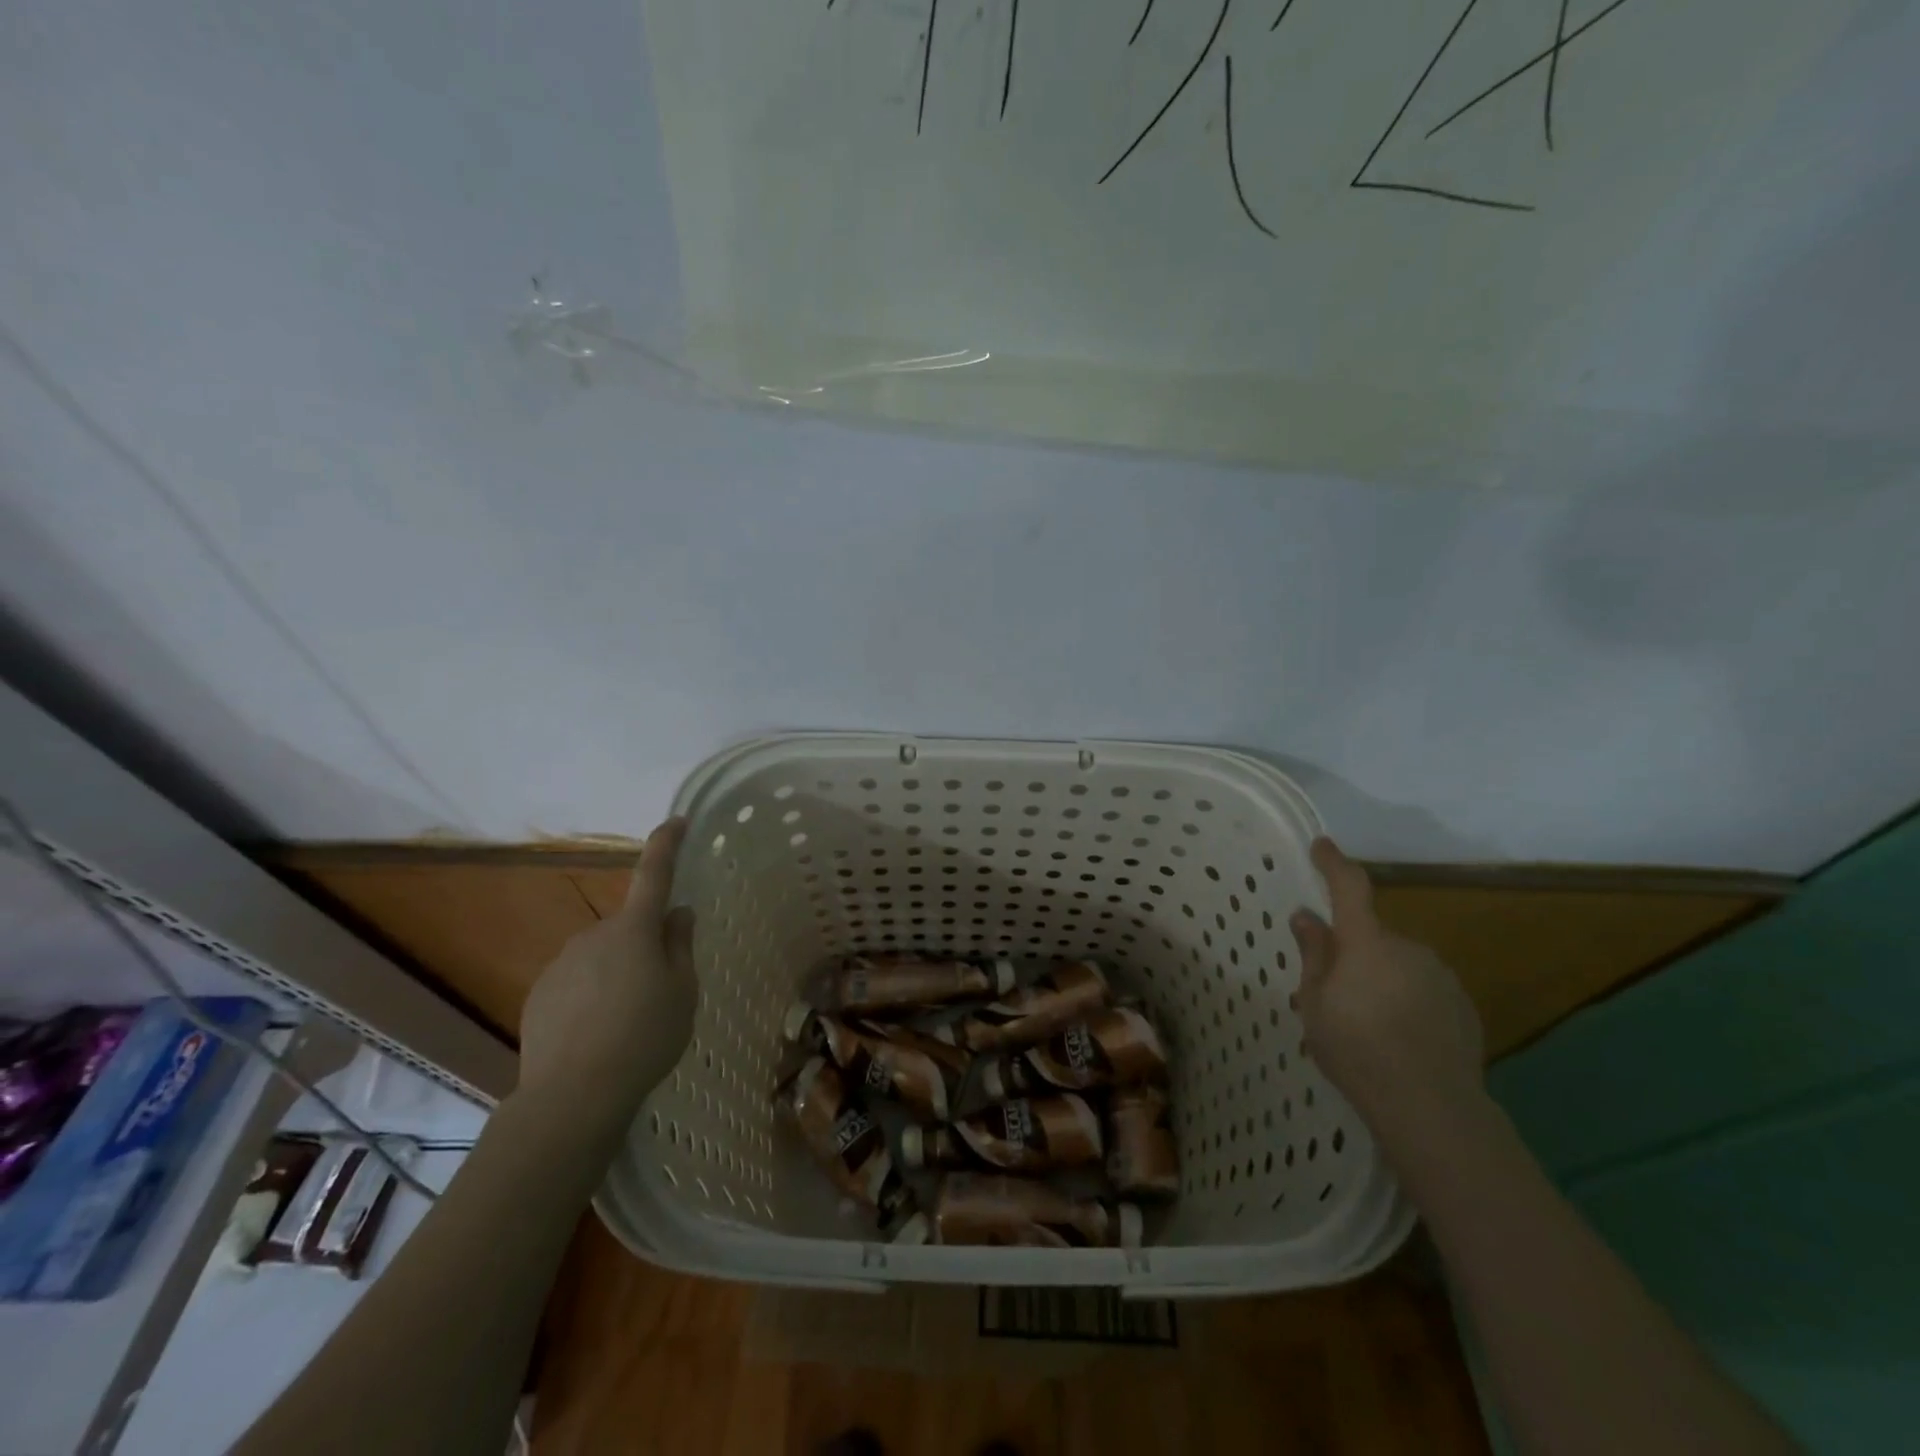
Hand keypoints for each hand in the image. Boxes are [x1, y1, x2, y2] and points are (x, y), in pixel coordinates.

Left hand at [517, 818, 697, 1125]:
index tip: (676, 820)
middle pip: (629, 928)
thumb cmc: (645, 1036)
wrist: (573, 1094)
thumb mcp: (683, 991)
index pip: (654, 873)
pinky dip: (591, 996)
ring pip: (602, 956)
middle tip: (660, 990)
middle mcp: (594, 934)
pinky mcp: (539, 993)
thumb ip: (680, 946)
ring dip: (617, 973)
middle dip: (644, 946)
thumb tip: (676, 914)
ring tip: (627, 1022)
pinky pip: (576, 982)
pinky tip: (596, 1034)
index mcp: (635, 929)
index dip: (667, 844)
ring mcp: (562, 963)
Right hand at [1290, 838, 1484, 1143]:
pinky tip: (1400, 1037)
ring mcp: (1440, 975)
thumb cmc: (1357, 1051)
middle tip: (1335, 993)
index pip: (1349, 887)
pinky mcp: (1462, 1004)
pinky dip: (1408, 999)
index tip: (1322, 845)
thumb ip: (1314, 955)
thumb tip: (1308, 916)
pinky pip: (1423, 987)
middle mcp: (1407, 947)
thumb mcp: (1315, 1004)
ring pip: (1398, 963)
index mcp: (1366, 943)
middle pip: (1372, 936)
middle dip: (1354, 953)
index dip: (1333, 863)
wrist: (1433, 1108)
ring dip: (1381, 977)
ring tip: (1368, 1024)